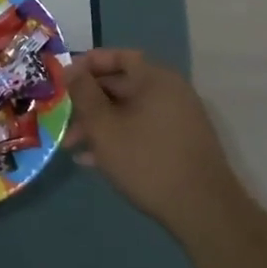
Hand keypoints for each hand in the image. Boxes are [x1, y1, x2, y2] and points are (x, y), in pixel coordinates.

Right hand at [64, 49, 241, 238]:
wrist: (203, 210)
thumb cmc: (146, 160)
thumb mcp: (104, 126)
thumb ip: (83, 93)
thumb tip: (69, 68)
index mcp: (155, 78)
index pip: (118, 56)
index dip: (88, 64)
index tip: (64, 79)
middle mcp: (171, 92)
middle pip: (122, 85)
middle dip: (89, 101)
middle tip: (63, 117)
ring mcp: (179, 119)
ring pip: (130, 111)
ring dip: (100, 124)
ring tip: (73, 146)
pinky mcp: (181, 144)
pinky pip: (143, 129)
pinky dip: (120, 137)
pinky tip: (95, 161)